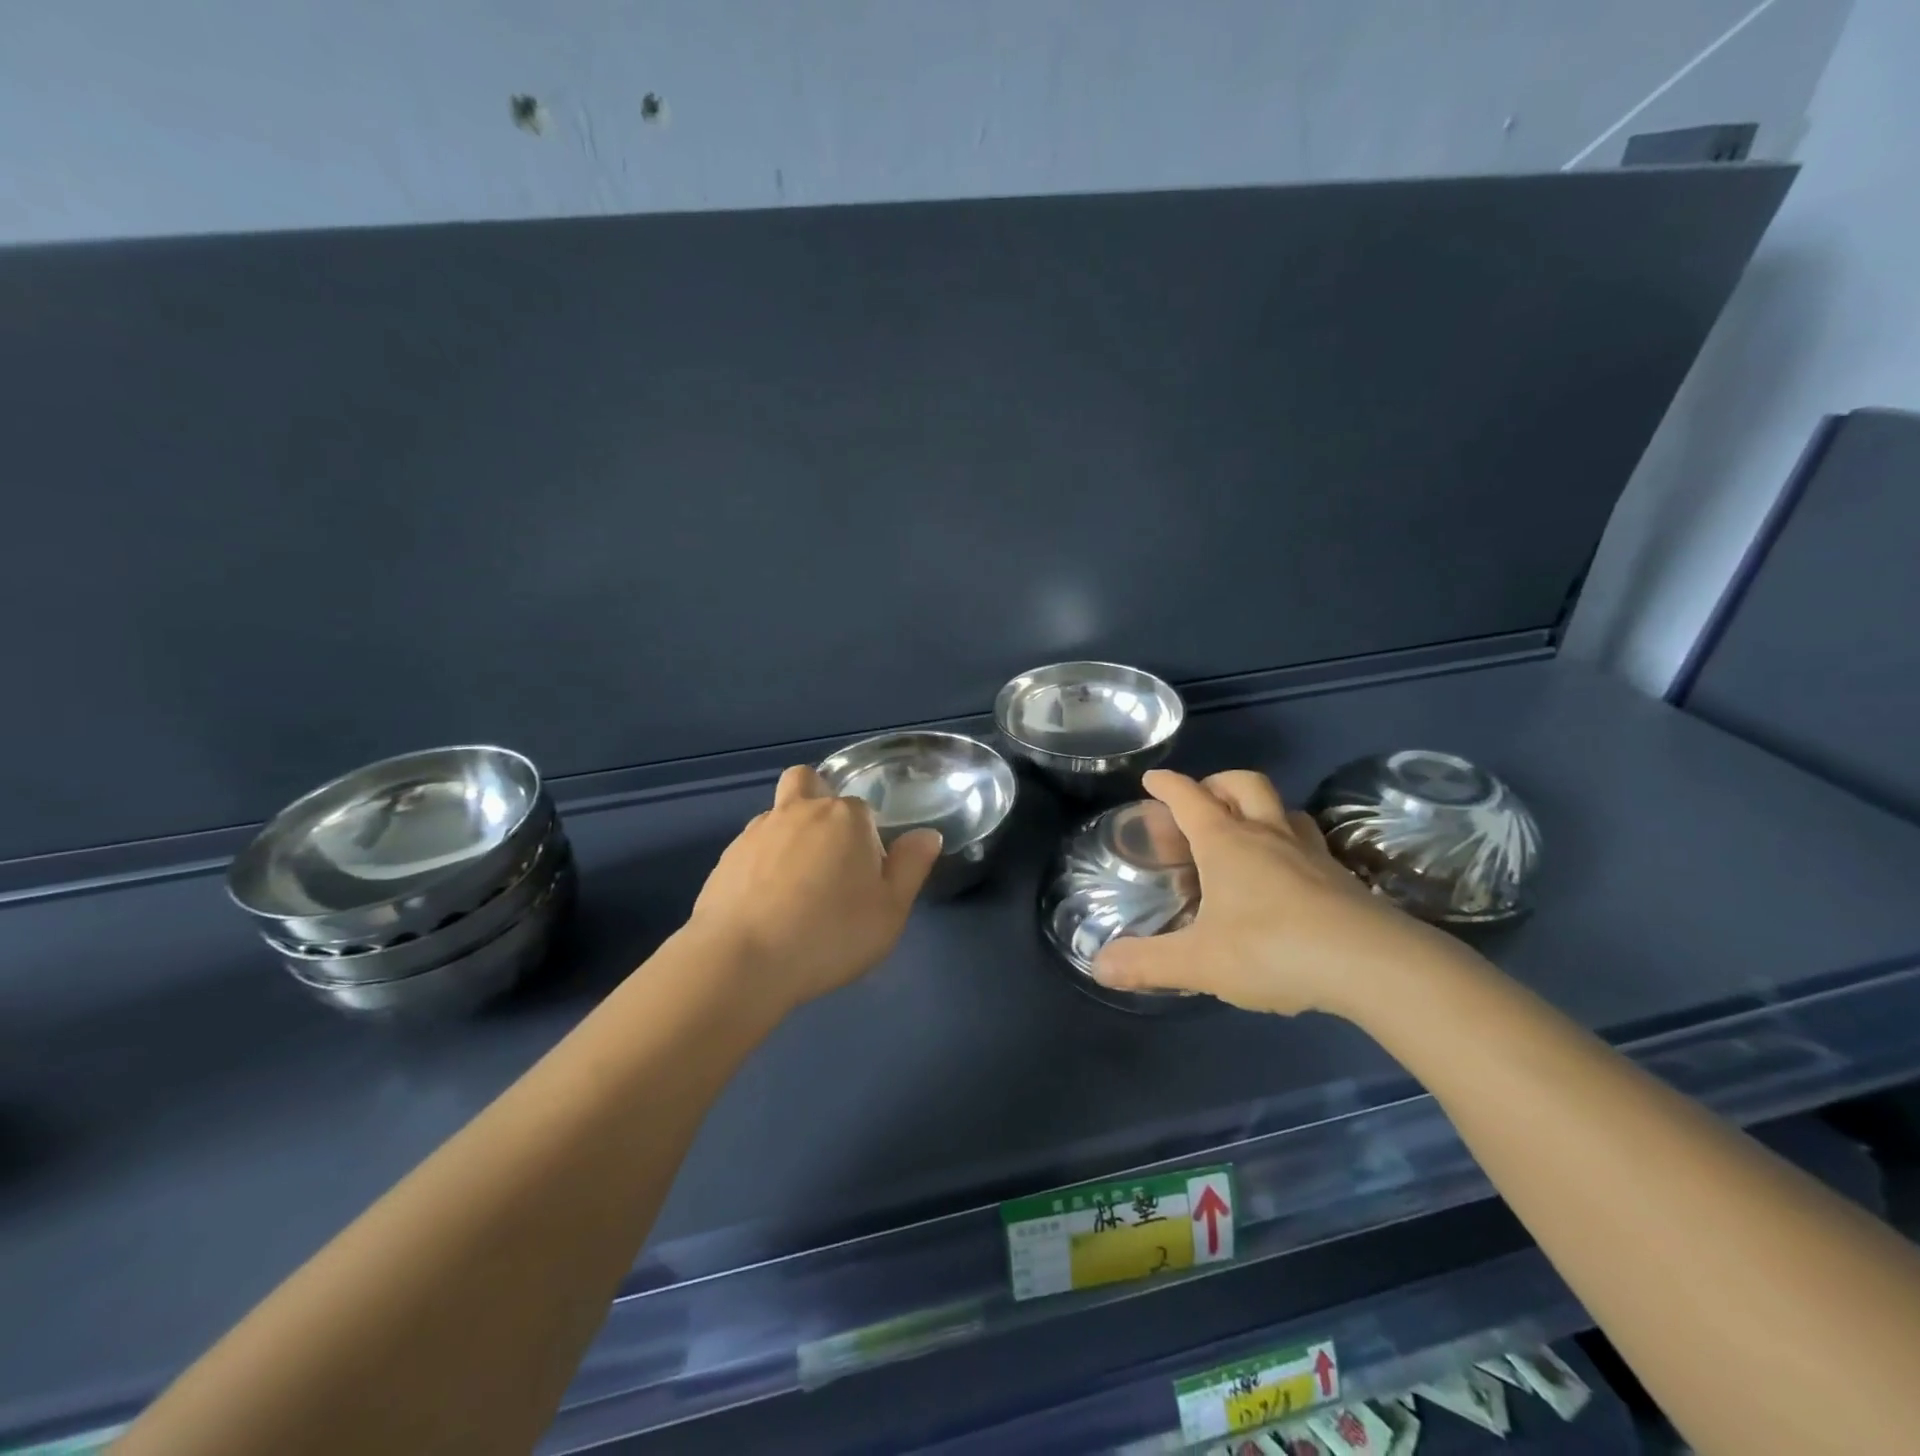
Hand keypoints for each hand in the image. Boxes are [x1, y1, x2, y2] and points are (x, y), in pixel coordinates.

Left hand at [687, 765, 942, 1012]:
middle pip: (809, 782)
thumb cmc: (829, 934)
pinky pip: (753, 847)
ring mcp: (756, 831)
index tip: (866, 878)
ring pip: (778, 814)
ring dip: (790, 834)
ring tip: (795, 888)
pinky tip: (766, 904)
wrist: (741, 961)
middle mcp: (800, 810)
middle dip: (820, 802)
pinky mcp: (726, 857)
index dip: (867, 839)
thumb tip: (927, 835)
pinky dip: (762, 864)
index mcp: (845, 817)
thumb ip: (911, 866)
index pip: (863, 809)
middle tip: (829, 856)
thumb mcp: (890, 910)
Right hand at [1092, 769, 1466, 1016]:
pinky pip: (1310, 844)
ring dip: (1260, 809)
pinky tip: (1288, 876)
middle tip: (1203, 801)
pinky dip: (1291, 844)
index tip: (1153, 779)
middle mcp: (1268, 836)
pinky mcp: (1342, 878)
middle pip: (1244, 784)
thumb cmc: (1272, 949)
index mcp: (1227, 843)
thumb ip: (1147, 963)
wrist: (1372, 964)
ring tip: (1246, 832)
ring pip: (1284, 809)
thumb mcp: (1199, 962)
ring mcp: (1311, 853)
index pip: (1189, 798)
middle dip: (1217, 783)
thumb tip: (1098, 966)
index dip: (1168, 784)